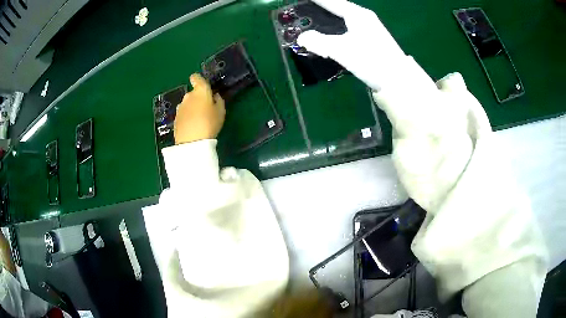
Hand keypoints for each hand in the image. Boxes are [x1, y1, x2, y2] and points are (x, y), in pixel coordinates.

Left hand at [174, 74, 225, 144]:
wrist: (191, 142)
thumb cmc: (209, 123)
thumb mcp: (221, 112)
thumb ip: (218, 101)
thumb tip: (215, 96)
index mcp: (200, 91)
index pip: (196, 77)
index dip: (198, 80)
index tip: (203, 87)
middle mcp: (188, 96)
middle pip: (193, 93)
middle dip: (198, 99)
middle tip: (206, 110)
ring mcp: (180, 107)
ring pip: (187, 104)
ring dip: (192, 109)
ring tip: (199, 121)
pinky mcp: (175, 119)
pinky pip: (183, 114)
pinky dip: (187, 118)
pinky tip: (192, 127)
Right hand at [297, 0, 405, 90]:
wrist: (397, 80)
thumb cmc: (371, 60)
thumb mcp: (342, 50)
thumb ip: (319, 42)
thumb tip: (301, 38)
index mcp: (357, 14)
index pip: (332, 1)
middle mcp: (363, 18)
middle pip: (338, 8)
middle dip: (320, 9)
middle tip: (304, 12)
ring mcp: (369, 29)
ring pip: (343, 19)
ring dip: (328, 20)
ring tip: (311, 23)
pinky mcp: (370, 41)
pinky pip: (348, 29)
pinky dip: (336, 30)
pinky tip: (328, 37)